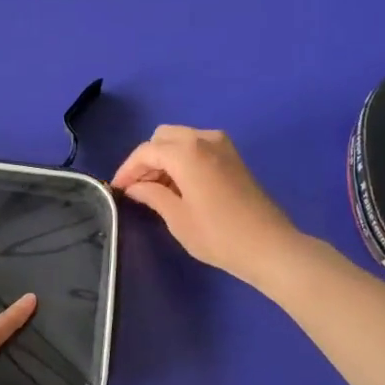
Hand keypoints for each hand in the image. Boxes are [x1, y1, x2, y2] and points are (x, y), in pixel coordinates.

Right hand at [111, 126, 301, 284]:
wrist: (269, 246)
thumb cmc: (218, 235)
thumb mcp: (176, 218)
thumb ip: (151, 195)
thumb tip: (134, 187)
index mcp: (187, 151)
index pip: (146, 151)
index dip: (127, 169)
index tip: (116, 189)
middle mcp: (204, 139)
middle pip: (163, 137)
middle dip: (146, 159)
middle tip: (137, 188)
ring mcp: (223, 146)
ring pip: (181, 139)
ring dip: (165, 158)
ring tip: (156, 190)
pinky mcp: (233, 157)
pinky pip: (198, 147)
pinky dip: (183, 159)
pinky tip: (179, 186)